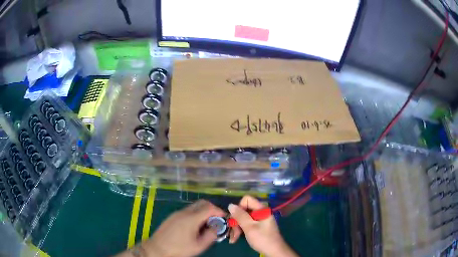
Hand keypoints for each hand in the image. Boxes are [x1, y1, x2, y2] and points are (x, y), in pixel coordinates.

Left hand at [142, 199, 225, 256]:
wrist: (157, 248)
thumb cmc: (179, 248)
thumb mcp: (199, 246)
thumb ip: (211, 235)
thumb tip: (216, 227)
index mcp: (191, 218)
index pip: (209, 207)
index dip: (219, 211)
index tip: (224, 218)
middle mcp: (184, 212)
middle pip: (202, 203)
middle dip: (212, 209)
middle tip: (216, 220)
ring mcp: (177, 213)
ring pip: (194, 206)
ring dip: (203, 212)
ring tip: (206, 225)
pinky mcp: (172, 216)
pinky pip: (187, 211)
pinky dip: (195, 214)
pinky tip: (195, 226)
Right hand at [228, 195, 296, 256]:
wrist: (274, 251)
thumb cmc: (263, 239)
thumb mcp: (249, 227)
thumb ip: (240, 216)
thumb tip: (230, 205)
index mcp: (262, 209)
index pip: (247, 200)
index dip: (239, 208)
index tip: (236, 219)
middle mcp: (260, 213)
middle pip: (243, 210)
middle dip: (236, 221)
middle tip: (232, 233)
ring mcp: (259, 220)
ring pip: (243, 219)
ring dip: (236, 228)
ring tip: (233, 239)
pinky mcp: (257, 227)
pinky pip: (246, 224)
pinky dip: (240, 231)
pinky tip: (235, 239)